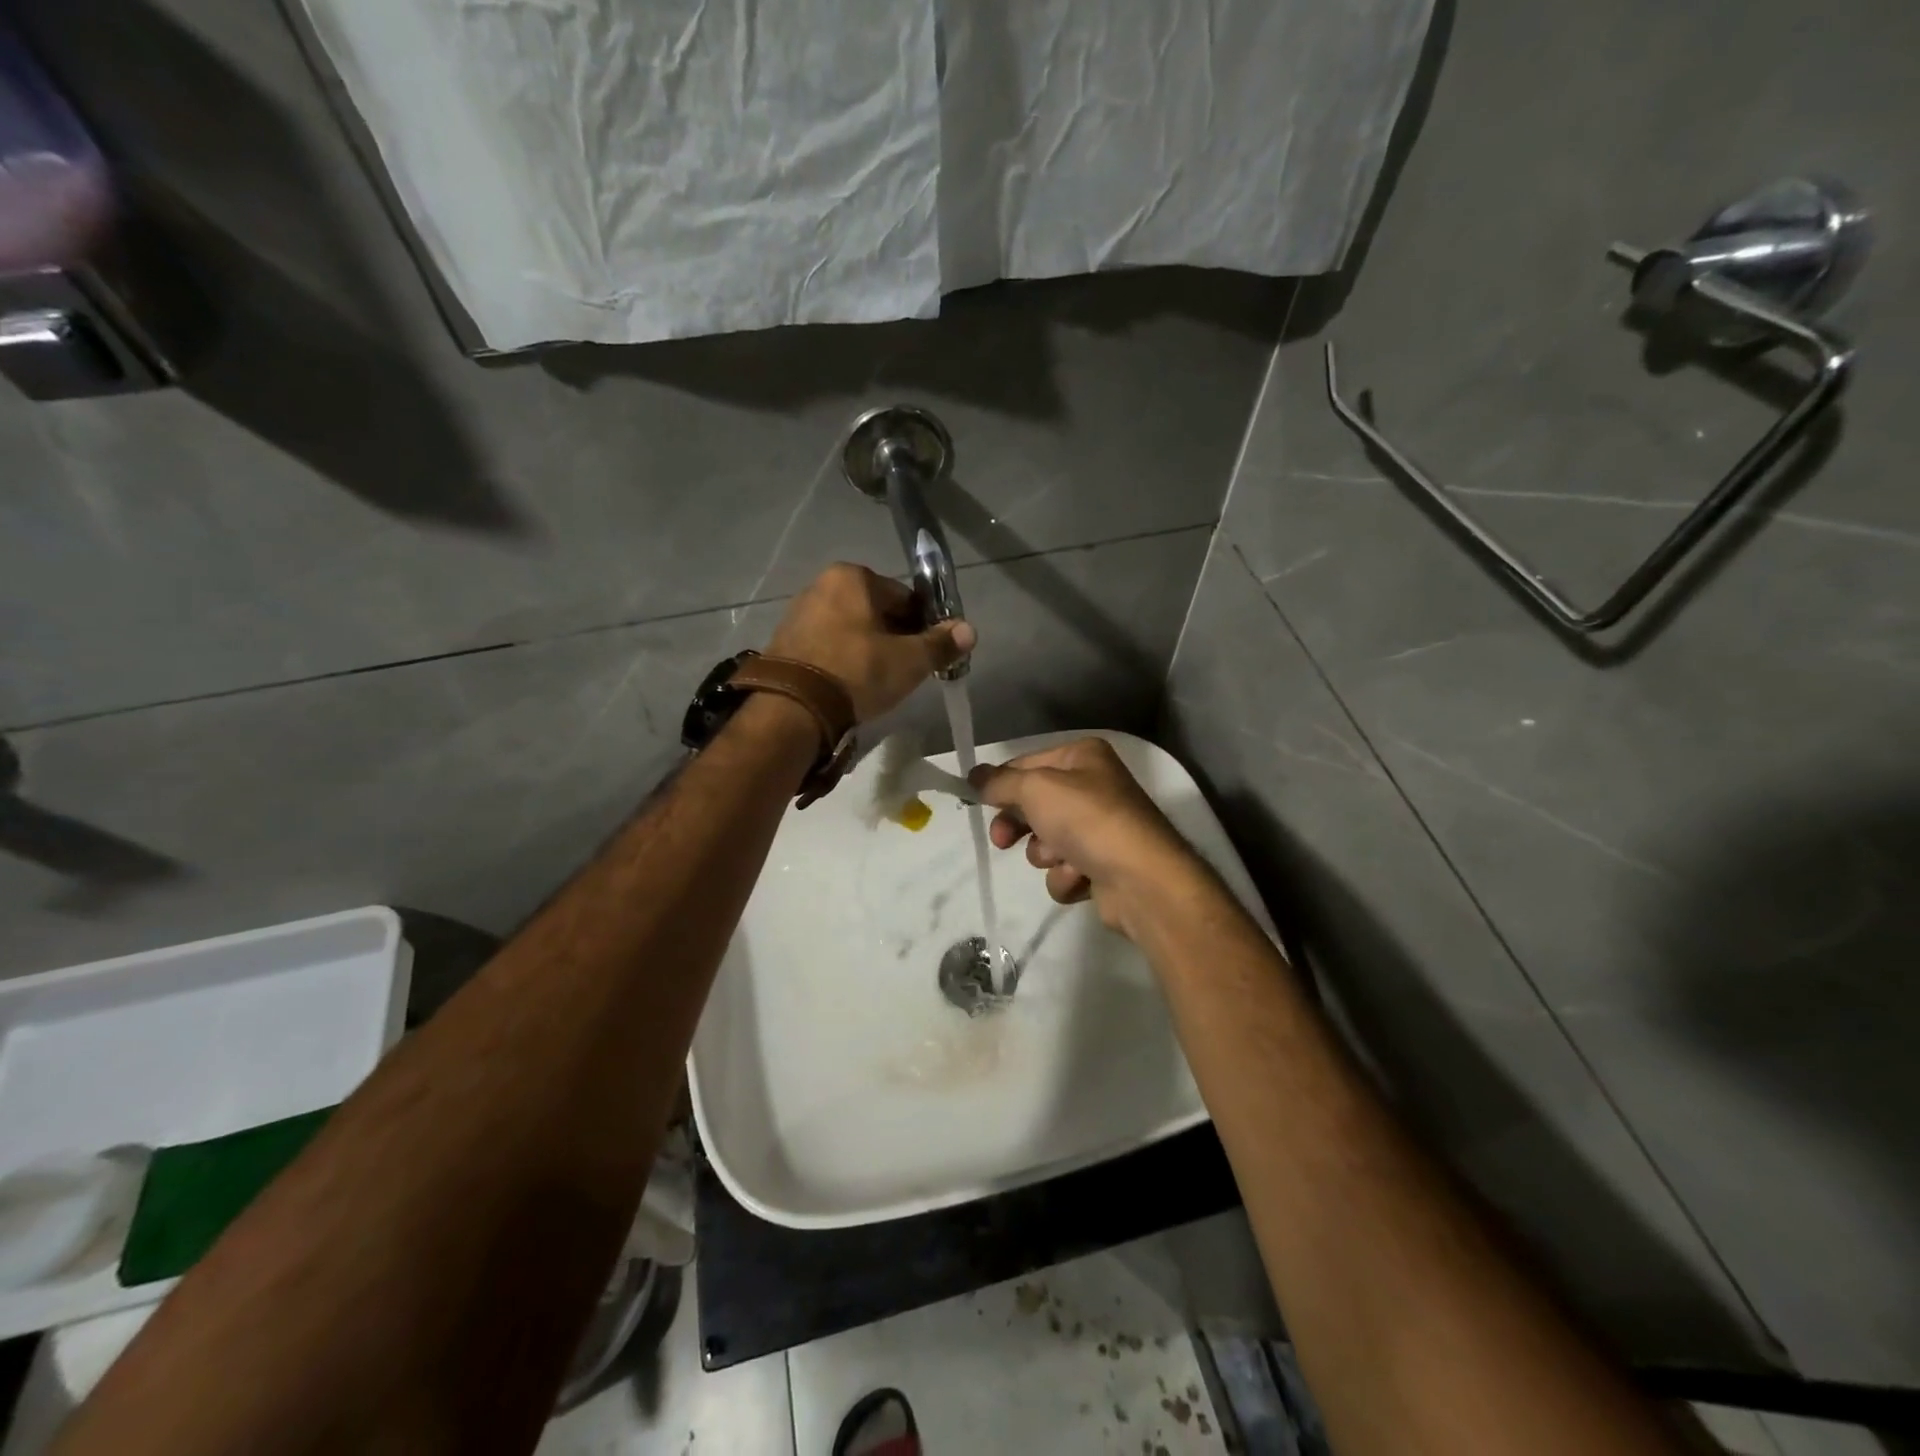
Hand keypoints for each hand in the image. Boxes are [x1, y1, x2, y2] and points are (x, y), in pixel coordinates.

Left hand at [766, 564, 974, 721]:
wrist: (794, 707)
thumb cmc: (857, 672)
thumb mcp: (909, 661)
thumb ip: (940, 644)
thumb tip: (969, 631)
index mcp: (852, 577)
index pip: (904, 597)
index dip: (922, 626)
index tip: (928, 654)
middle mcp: (822, 584)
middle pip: (876, 611)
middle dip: (894, 637)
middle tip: (905, 671)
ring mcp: (799, 612)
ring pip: (851, 629)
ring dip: (868, 649)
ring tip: (878, 682)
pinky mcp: (785, 641)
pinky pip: (828, 644)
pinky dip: (843, 659)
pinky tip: (850, 684)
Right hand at [968, 738, 1199, 937]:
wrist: (1141, 879)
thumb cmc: (1086, 819)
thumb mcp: (1035, 789)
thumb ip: (1000, 782)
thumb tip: (974, 776)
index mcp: (1082, 757)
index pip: (1026, 764)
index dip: (1000, 784)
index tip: (976, 802)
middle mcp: (1094, 787)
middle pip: (1034, 804)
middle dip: (1019, 825)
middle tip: (1004, 839)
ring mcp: (1100, 829)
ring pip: (1046, 841)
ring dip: (1046, 853)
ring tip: (1063, 858)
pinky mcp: (1103, 866)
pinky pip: (1064, 869)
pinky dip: (1066, 876)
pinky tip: (1081, 877)